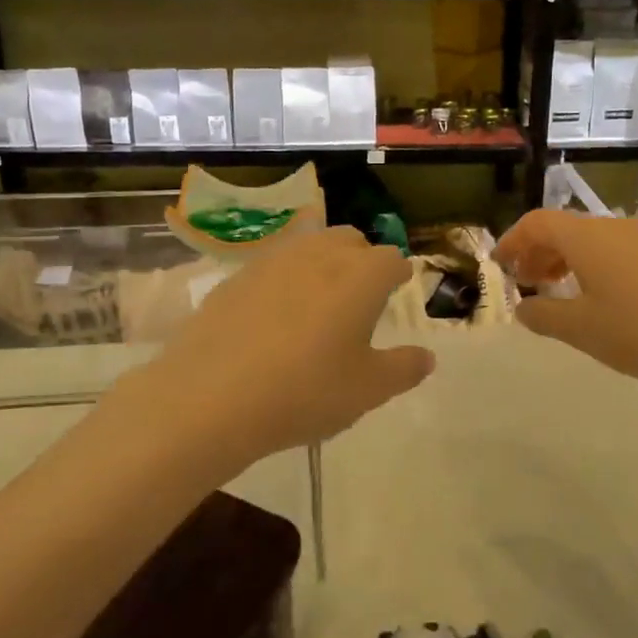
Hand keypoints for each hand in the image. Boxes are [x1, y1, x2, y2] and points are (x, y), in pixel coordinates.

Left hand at [133, 226, 434, 467]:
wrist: (210, 397)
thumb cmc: (305, 392)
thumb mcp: (368, 390)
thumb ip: (404, 369)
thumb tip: (426, 357)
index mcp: (361, 276)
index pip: (392, 260)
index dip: (398, 275)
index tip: (397, 289)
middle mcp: (320, 255)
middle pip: (350, 240)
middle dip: (362, 259)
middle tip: (361, 296)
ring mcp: (274, 261)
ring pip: (310, 246)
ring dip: (323, 263)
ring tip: (319, 302)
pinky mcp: (236, 276)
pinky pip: (273, 266)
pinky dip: (285, 280)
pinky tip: (274, 316)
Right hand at [496, 210, 637, 391]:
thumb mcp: (580, 329)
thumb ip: (543, 314)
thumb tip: (523, 307)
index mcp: (586, 237)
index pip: (537, 222)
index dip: (512, 240)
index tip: (500, 265)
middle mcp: (612, 227)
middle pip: (563, 227)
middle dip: (537, 251)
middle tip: (526, 282)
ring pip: (589, 238)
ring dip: (564, 259)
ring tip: (556, 290)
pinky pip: (613, 250)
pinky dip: (591, 264)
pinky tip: (597, 297)